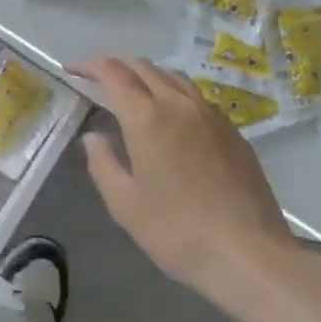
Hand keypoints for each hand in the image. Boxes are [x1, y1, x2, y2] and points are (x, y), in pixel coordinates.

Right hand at [72, 57, 306, 303]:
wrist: (249, 255)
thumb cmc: (177, 232)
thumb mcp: (125, 204)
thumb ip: (102, 163)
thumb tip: (94, 137)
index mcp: (147, 117)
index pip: (112, 73)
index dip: (88, 66)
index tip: (71, 70)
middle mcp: (179, 104)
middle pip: (144, 67)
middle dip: (116, 69)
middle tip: (97, 84)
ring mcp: (211, 115)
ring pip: (173, 77)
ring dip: (147, 78)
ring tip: (133, 97)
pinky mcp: (233, 132)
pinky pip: (196, 98)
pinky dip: (173, 95)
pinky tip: (171, 122)